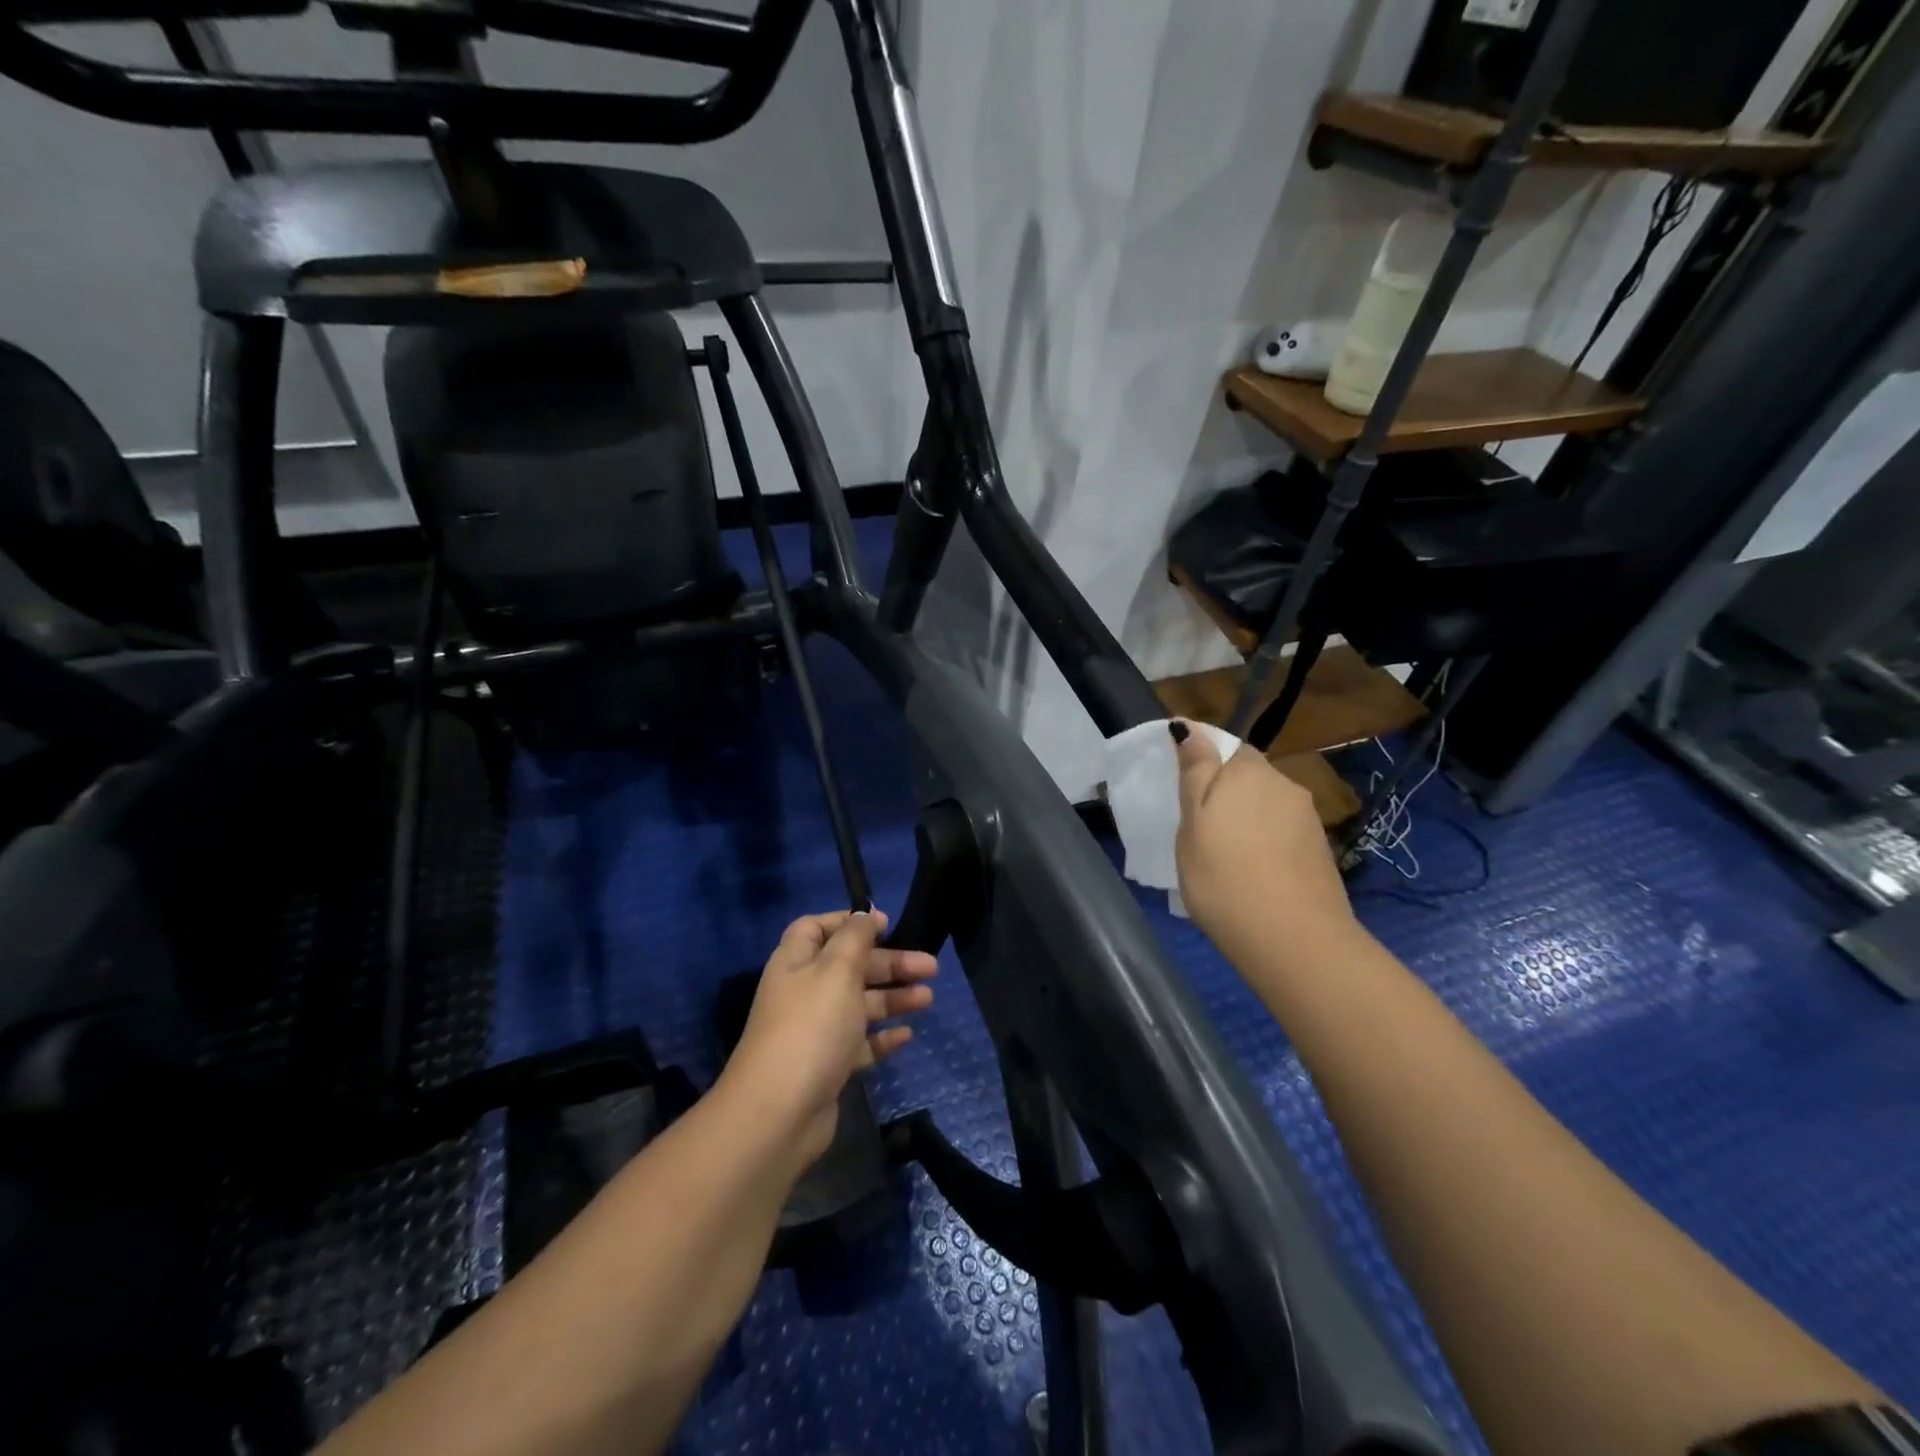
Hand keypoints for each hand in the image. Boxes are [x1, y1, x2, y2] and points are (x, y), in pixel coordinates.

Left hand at [722, 910, 936, 1167]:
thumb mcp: (836, 969)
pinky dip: (883, 1036)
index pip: (816, 928)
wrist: (779, 1113)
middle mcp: (803, 992)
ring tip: (928, 999)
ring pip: (859, 1005)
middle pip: (849, 966)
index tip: (885, 924)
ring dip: (893, 998)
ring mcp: (815, 1032)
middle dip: (889, 963)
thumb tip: (865, 914)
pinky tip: (907, 1035)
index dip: (848, 921)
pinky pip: (860, 1043)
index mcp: (796, 963)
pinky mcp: (827, 1066)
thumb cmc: (811, 1027)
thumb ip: (855, 937)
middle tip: (930, 967)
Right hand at [1171, 721, 1355, 962]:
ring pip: (1265, 806)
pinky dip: (1263, 842)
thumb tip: (1189, 727)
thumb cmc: (1224, 876)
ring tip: (1221, 855)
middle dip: (1223, 791)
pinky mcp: (1319, 851)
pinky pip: (1280, 833)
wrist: (1293, 940)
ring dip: (1244, 818)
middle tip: (1196, 827)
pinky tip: (1250, 872)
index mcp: (1250, 771)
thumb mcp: (1193, 823)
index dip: (1200, 760)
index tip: (1179, 788)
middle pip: (1247, 776)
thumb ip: (1195, 771)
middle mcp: (1284, 785)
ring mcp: (1307, 819)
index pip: (1224, 745)